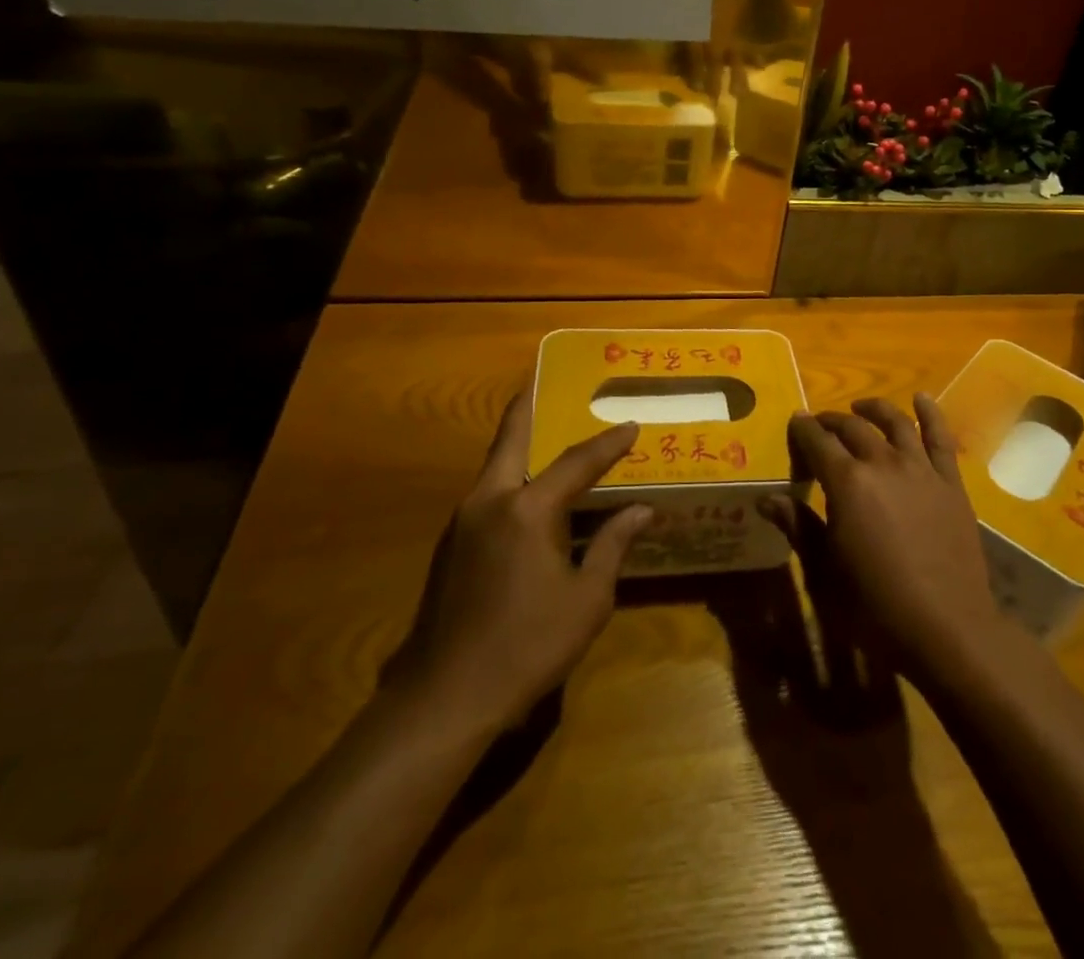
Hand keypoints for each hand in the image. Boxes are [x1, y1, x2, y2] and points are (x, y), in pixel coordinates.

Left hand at [384, 392, 652, 732]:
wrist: (443, 699)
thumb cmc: (527, 646)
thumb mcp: (586, 599)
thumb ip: (612, 546)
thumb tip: (640, 510)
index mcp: (527, 510)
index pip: (577, 462)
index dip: (607, 444)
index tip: (630, 425)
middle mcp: (489, 501)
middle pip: (510, 438)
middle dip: (529, 408)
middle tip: (546, 384)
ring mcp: (462, 522)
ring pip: (494, 466)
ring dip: (518, 444)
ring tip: (545, 433)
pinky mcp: (450, 546)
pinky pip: (487, 493)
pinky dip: (510, 477)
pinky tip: (528, 494)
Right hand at [775, 396, 1005, 674]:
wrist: (946, 628)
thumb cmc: (874, 606)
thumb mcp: (824, 571)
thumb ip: (798, 527)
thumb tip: (768, 498)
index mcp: (847, 482)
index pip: (817, 442)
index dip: (803, 430)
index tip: (795, 423)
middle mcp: (882, 463)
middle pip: (852, 428)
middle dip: (832, 421)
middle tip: (820, 425)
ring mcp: (921, 470)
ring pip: (895, 423)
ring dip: (874, 410)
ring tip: (861, 408)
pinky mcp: (950, 483)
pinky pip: (940, 439)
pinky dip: (930, 413)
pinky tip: (922, 398)